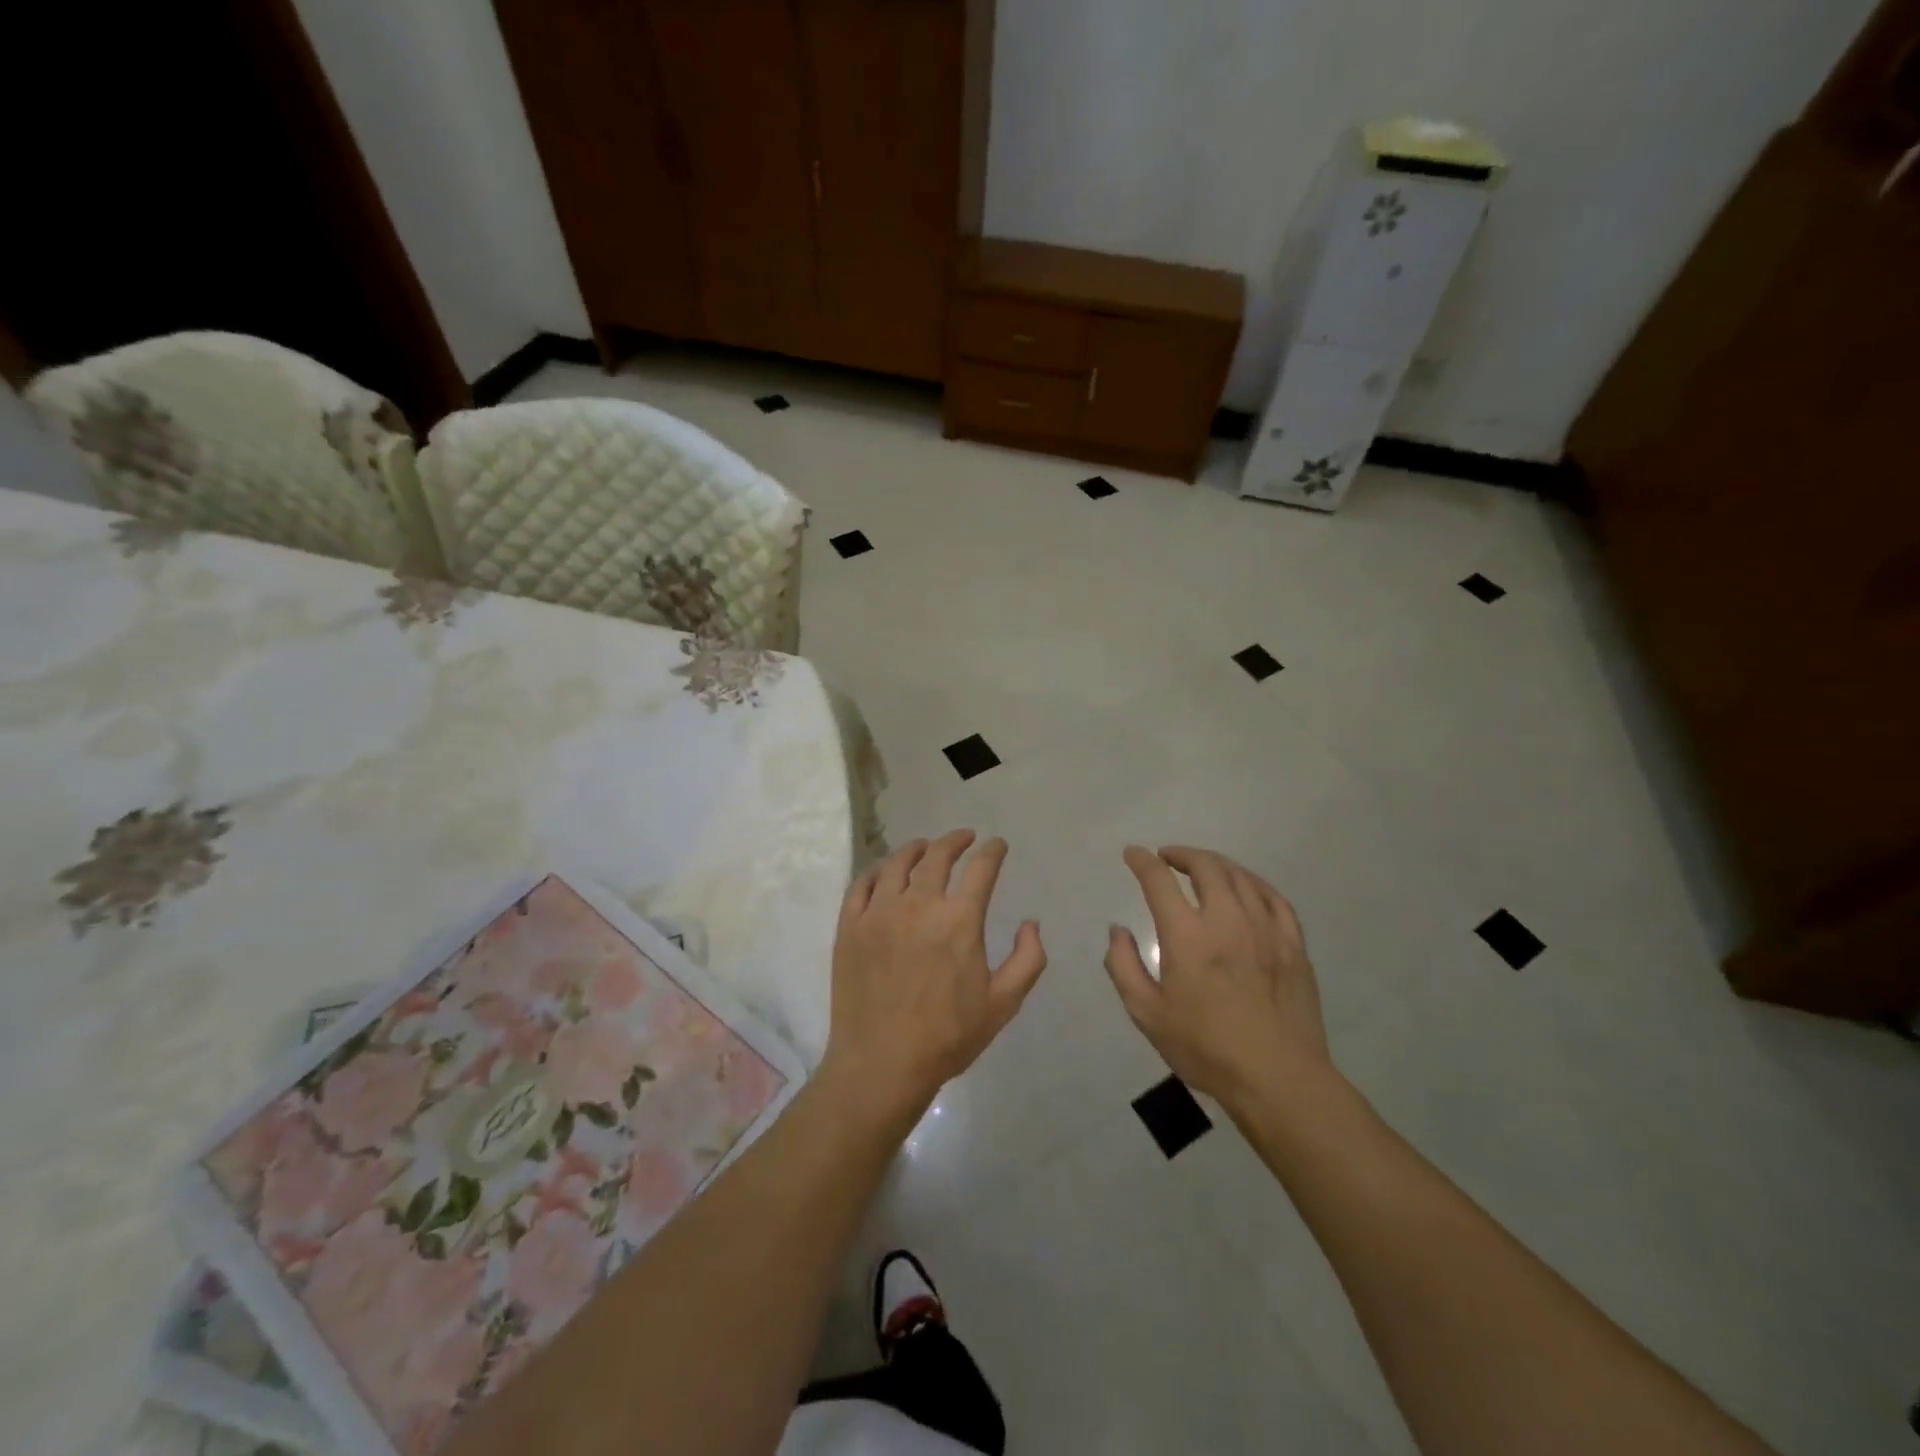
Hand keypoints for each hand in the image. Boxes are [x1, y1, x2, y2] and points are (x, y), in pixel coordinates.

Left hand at [822, 831, 1046, 1122]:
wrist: (881, 1064)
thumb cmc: (947, 1037)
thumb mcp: (1003, 1004)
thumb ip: (1027, 960)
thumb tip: (1031, 924)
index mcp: (959, 920)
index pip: (981, 868)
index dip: (992, 851)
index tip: (997, 845)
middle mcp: (919, 904)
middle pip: (938, 856)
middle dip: (956, 841)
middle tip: (964, 838)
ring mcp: (879, 912)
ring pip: (897, 863)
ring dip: (916, 849)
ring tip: (925, 847)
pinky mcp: (850, 925)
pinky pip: (862, 884)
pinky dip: (877, 870)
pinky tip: (884, 871)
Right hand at [1103, 845, 1330, 1110]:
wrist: (1278, 1079)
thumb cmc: (1205, 1048)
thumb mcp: (1147, 1014)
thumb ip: (1124, 966)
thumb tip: (1118, 931)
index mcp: (1187, 935)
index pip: (1159, 880)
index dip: (1142, 861)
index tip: (1133, 854)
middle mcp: (1226, 920)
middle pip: (1206, 866)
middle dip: (1182, 854)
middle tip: (1168, 858)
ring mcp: (1265, 928)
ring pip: (1240, 876)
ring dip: (1215, 865)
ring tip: (1202, 869)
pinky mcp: (1293, 944)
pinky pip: (1273, 897)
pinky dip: (1253, 883)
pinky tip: (1246, 888)